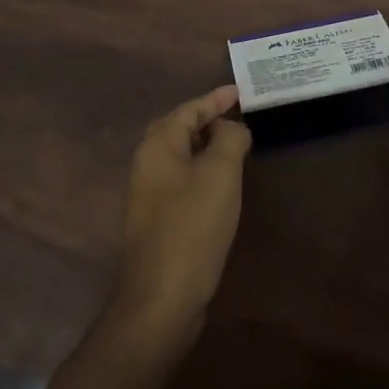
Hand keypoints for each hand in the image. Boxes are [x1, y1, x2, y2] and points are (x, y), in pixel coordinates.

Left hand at [109, 86, 250, 353]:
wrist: (163, 296)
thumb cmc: (193, 225)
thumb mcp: (220, 173)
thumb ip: (229, 138)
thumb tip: (232, 127)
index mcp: (158, 145)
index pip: (189, 109)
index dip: (216, 98)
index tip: (241, 91)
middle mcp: (147, 163)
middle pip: (179, 128)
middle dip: (208, 117)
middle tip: (238, 112)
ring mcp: (150, 192)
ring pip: (181, 154)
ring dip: (206, 144)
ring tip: (236, 140)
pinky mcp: (158, 217)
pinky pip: (183, 177)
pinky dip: (203, 168)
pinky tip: (222, 179)